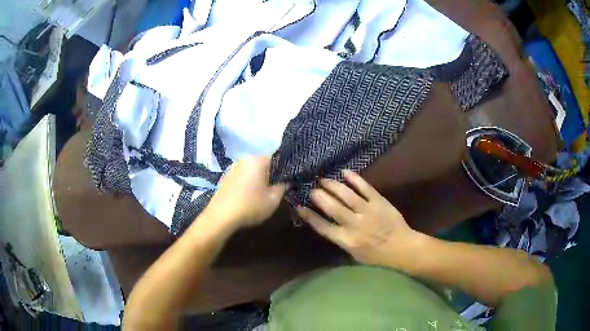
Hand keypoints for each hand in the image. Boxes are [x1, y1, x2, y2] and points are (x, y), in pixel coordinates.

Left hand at [204, 156, 286, 232]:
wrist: (221, 217)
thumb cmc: (250, 206)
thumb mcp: (273, 199)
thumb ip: (283, 187)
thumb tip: (288, 181)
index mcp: (257, 160)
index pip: (277, 159)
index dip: (285, 170)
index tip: (289, 181)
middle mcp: (244, 159)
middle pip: (264, 164)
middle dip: (271, 174)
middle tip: (277, 189)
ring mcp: (233, 167)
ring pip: (252, 170)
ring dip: (259, 179)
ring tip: (263, 193)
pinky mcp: (225, 177)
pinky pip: (242, 176)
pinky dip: (248, 183)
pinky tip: (248, 196)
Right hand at [296, 170, 418, 265]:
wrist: (402, 248)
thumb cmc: (376, 256)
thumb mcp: (354, 255)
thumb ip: (340, 240)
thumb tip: (326, 225)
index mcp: (346, 240)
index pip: (322, 226)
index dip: (309, 215)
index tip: (299, 206)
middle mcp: (354, 225)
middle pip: (332, 207)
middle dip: (319, 196)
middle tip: (311, 188)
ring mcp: (368, 211)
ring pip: (346, 195)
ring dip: (333, 185)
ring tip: (323, 179)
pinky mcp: (379, 202)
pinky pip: (365, 188)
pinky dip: (354, 179)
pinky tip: (344, 172)